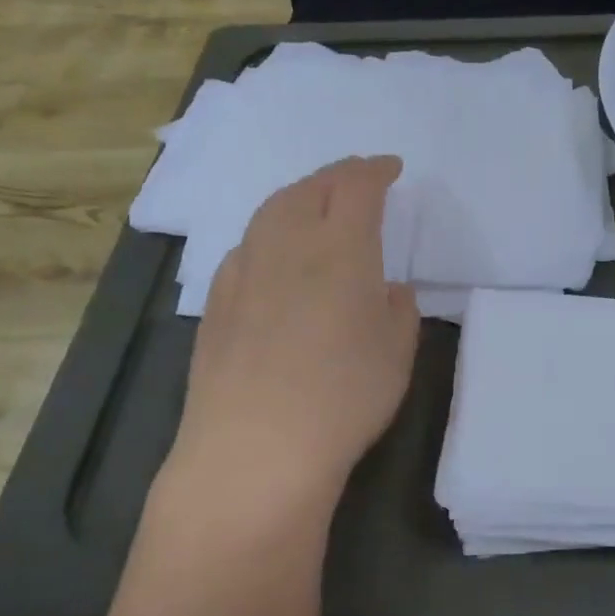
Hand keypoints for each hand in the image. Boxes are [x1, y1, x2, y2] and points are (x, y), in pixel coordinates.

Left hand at [169, 156, 419, 509]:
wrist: (256, 447)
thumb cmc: (343, 397)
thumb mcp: (396, 353)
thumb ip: (398, 310)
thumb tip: (386, 289)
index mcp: (341, 249)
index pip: (358, 187)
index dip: (375, 170)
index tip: (391, 168)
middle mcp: (288, 245)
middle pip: (310, 188)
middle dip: (337, 176)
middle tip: (357, 179)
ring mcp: (244, 271)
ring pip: (271, 211)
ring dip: (299, 197)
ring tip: (314, 205)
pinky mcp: (216, 301)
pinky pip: (246, 246)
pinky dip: (268, 234)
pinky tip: (273, 256)